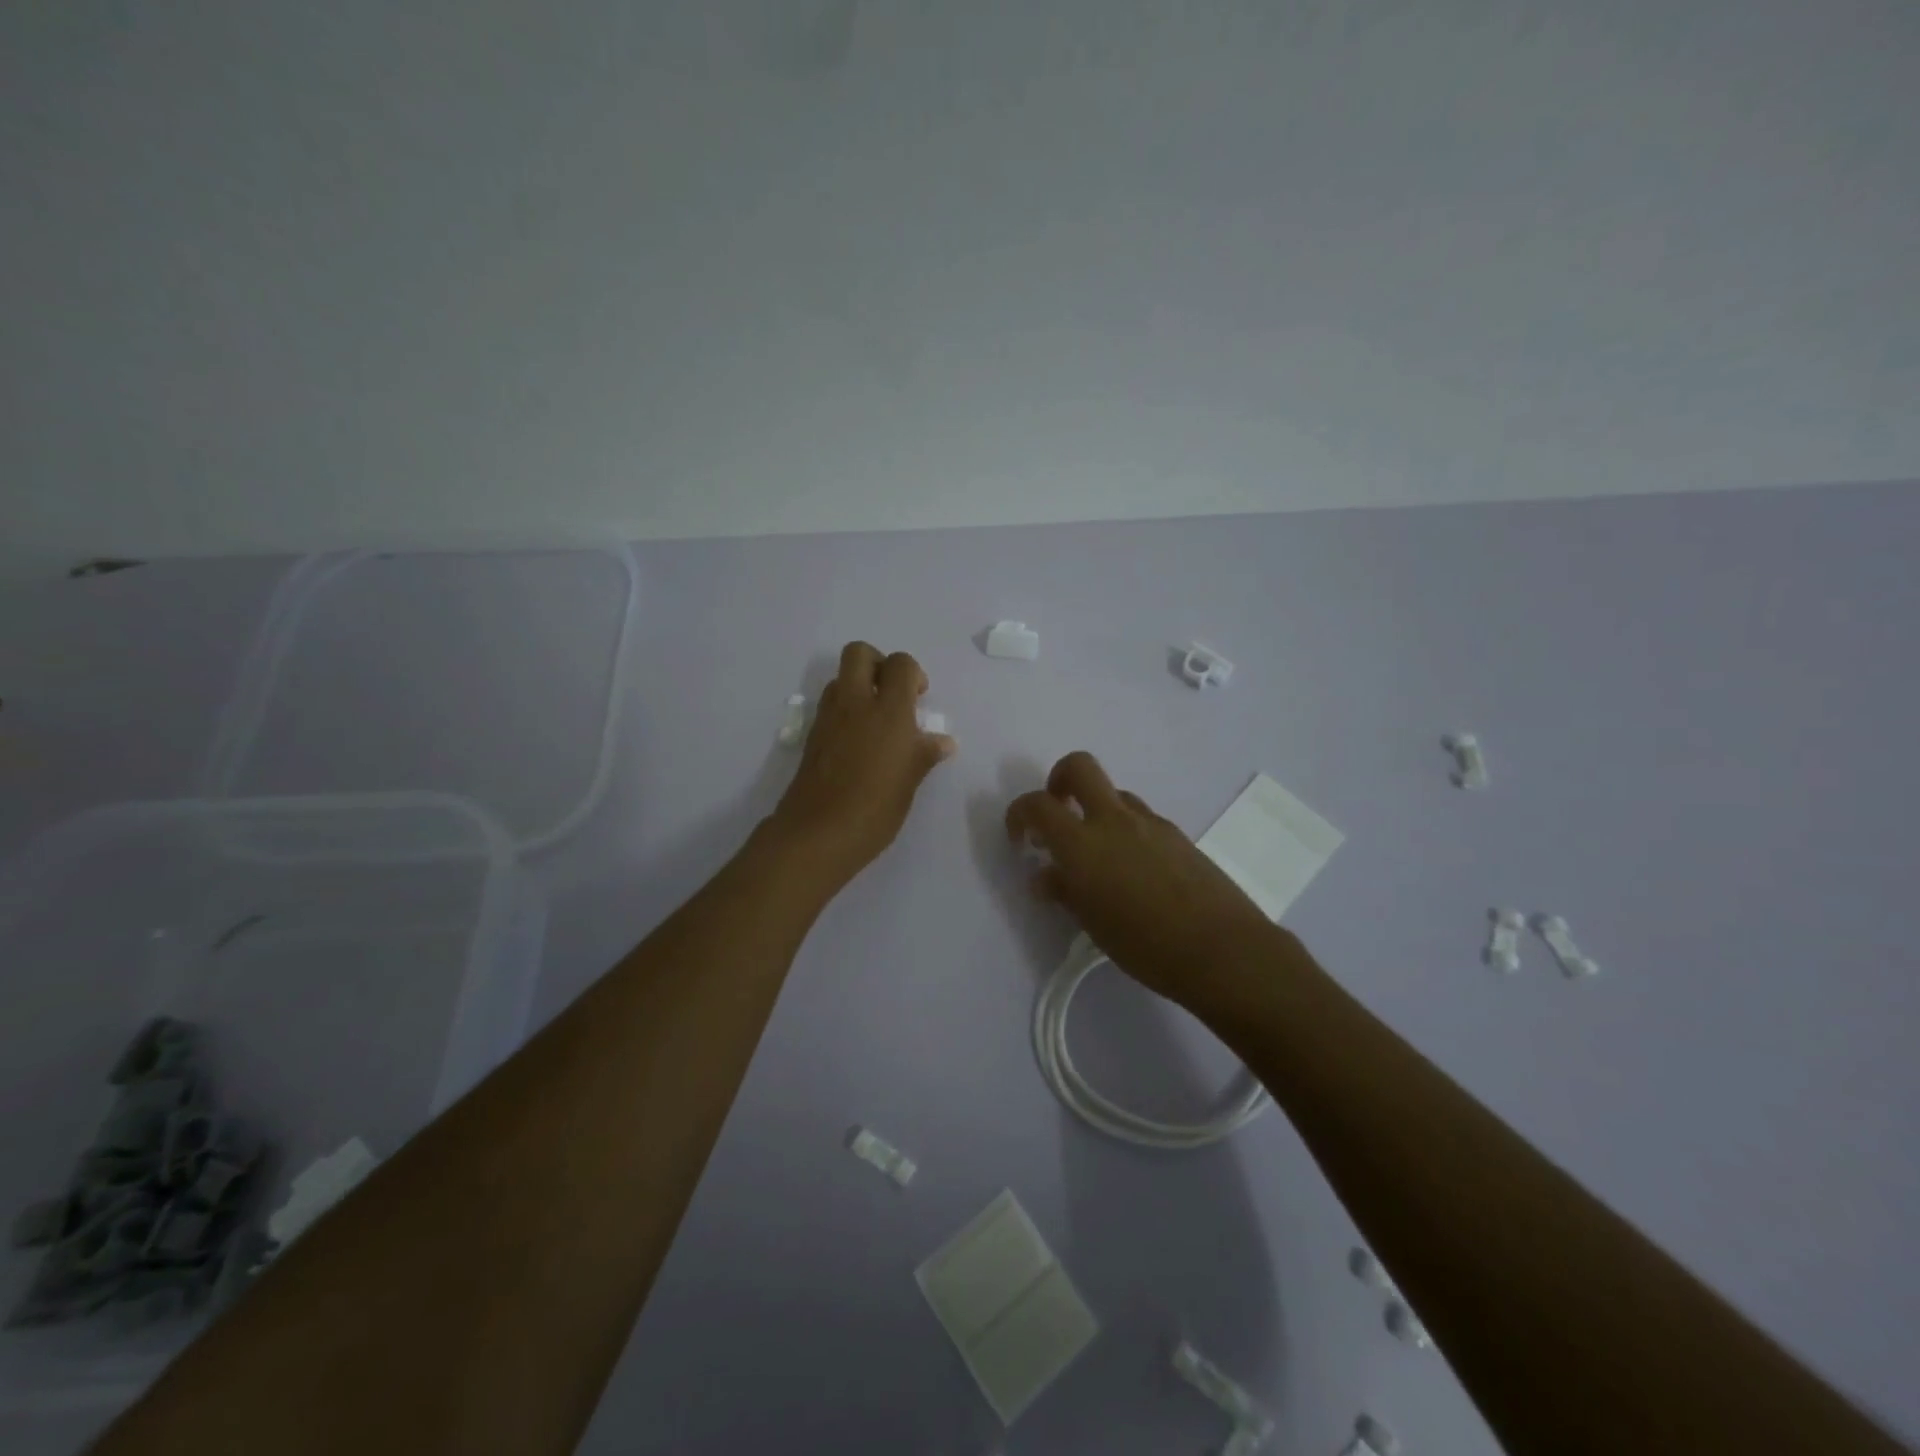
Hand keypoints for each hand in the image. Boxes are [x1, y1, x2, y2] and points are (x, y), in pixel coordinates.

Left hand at [769, 642, 955, 885]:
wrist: (818, 833)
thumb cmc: (875, 808)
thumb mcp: (910, 781)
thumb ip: (925, 753)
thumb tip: (942, 741)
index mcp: (888, 711)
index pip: (900, 664)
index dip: (912, 673)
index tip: (919, 699)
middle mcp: (855, 704)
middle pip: (859, 653)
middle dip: (878, 663)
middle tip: (893, 695)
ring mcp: (829, 718)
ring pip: (840, 678)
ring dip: (859, 686)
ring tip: (876, 721)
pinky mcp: (813, 735)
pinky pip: (830, 705)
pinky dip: (845, 709)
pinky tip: (858, 742)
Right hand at [1006, 751, 1277, 1006]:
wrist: (1222, 950)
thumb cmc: (1146, 946)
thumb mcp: (1093, 924)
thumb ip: (1065, 891)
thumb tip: (1046, 875)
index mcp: (1083, 843)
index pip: (1037, 805)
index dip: (1019, 814)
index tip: (1021, 839)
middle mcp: (1114, 820)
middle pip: (1079, 767)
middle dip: (1059, 780)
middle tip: (1058, 812)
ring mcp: (1150, 823)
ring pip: (1114, 795)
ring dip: (1096, 811)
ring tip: (1100, 857)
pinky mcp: (1178, 834)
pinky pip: (1141, 818)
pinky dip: (1126, 831)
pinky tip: (1135, 872)